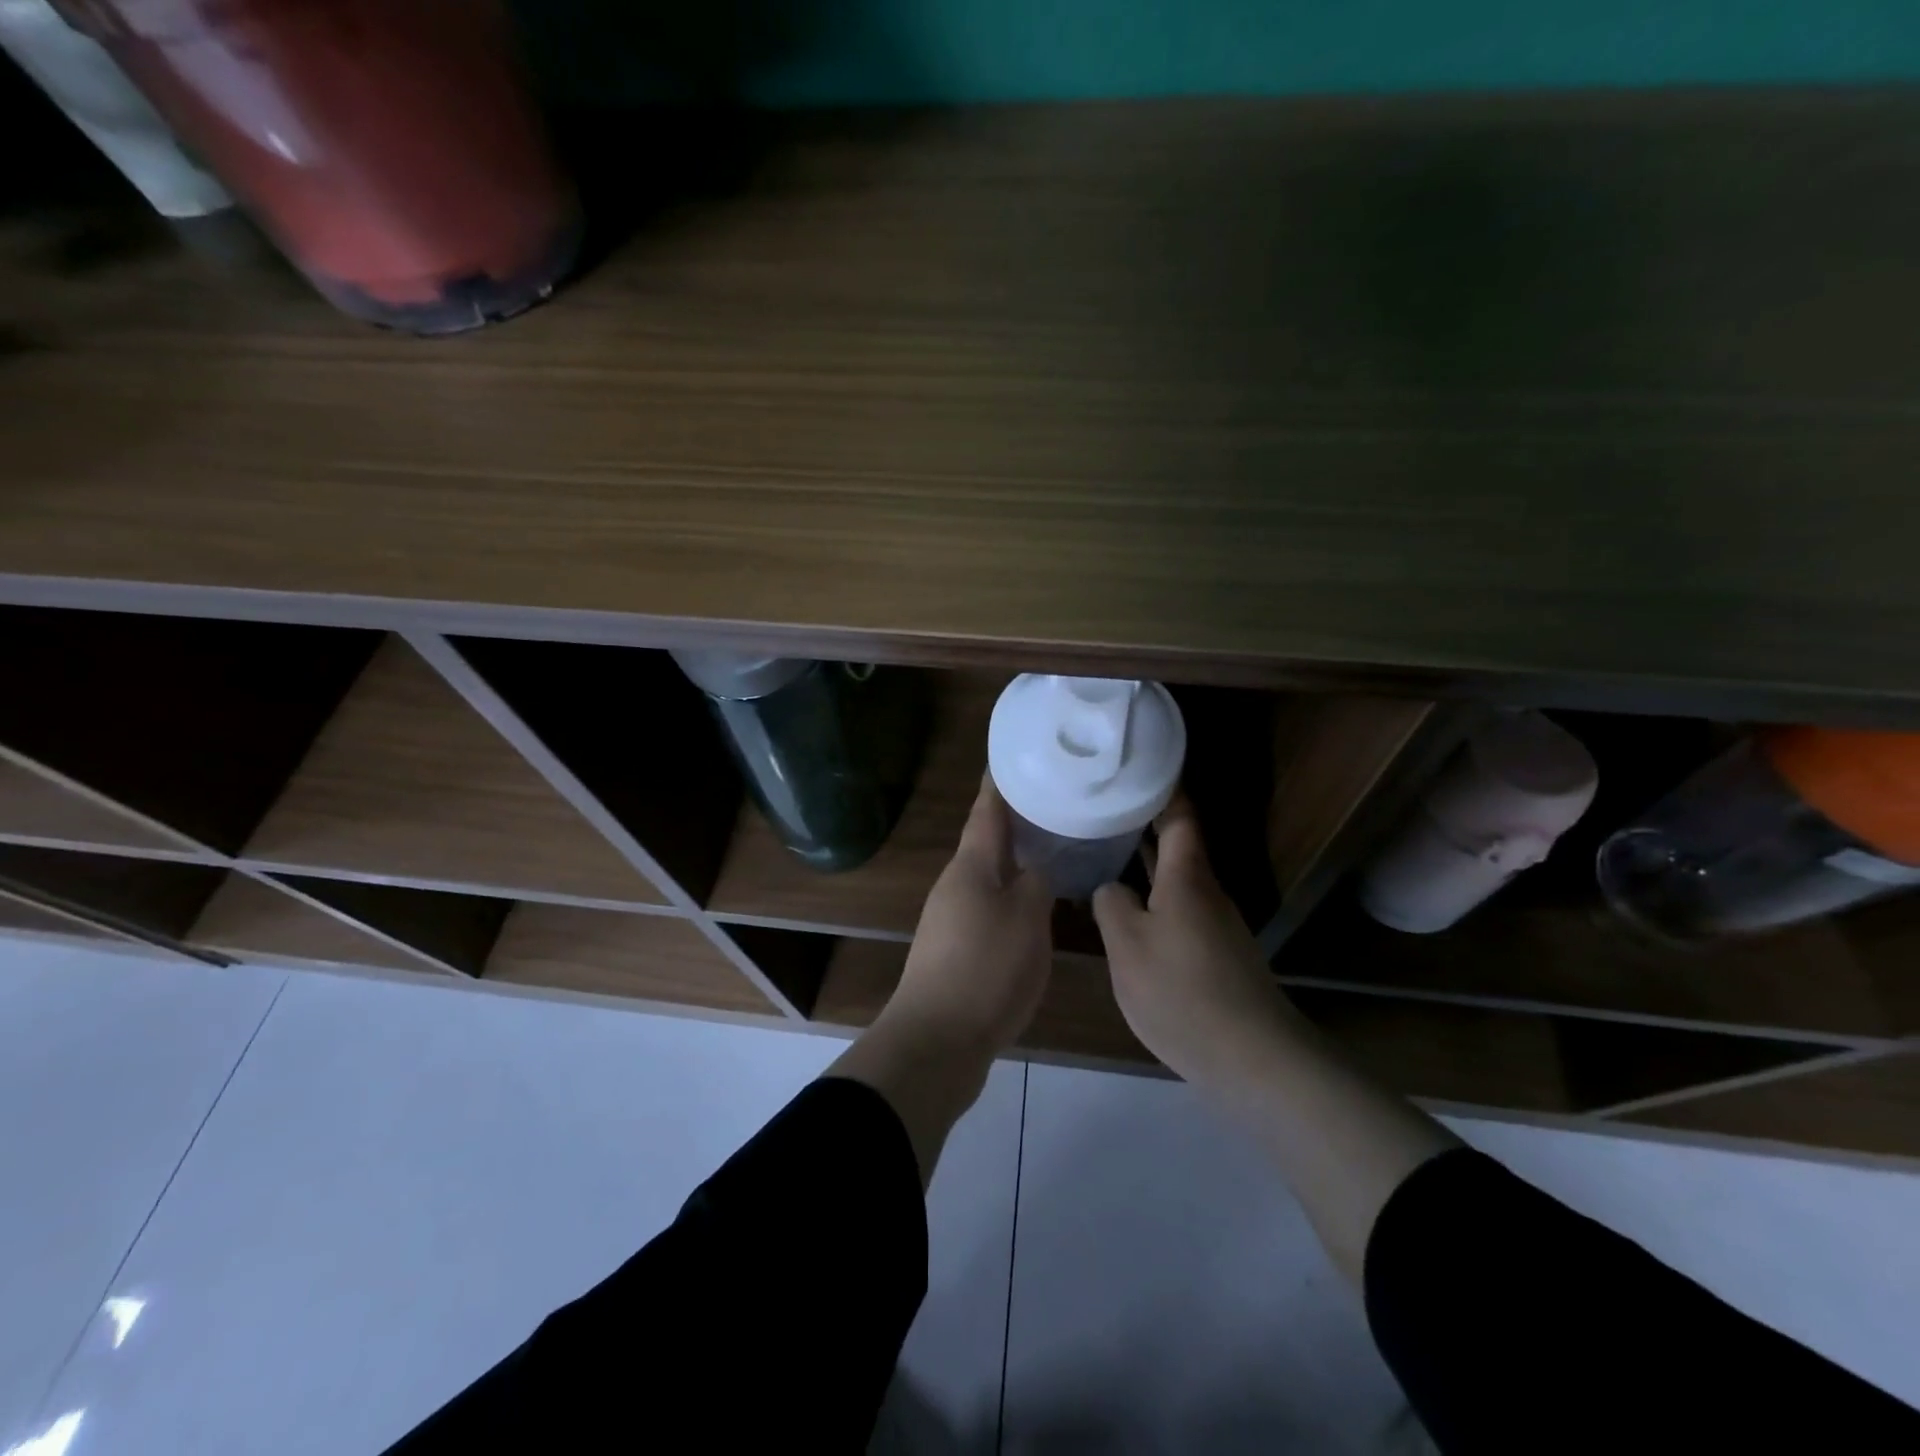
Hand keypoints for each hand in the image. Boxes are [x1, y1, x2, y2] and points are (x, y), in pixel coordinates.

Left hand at [881, 773, 1054, 1056]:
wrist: (937, 1040)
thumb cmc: (986, 968)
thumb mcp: (1027, 919)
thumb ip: (1036, 884)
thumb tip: (1035, 869)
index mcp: (971, 866)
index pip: (987, 811)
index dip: (1000, 783)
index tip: (1013, 756)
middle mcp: (956, 884)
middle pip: (987, 842)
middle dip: (1015, 821)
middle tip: (1051, 803)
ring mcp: (950, 918)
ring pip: (988, 876)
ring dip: (1015, 861)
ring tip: (1050, 850)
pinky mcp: (955, 949)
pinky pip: (988, 907)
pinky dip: (1011, 896)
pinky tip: (1034, 907)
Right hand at [1092, 793, 1301, 1088]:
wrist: (1253, 1058)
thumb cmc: (1182, 991)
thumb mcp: (1128, 947)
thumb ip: (1112, 905)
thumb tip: (1112, 888)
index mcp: (1186, 876)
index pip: (1178, 815)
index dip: (1161, 787)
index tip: (1136, 766)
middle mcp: (1206, 891)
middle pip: (1176, 844)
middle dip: (1142, 822)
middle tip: (1100, 807)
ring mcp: (1216, 924)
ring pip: (1176, 879)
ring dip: (1145, 862)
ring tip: (1104, 852)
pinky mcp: (1217, 954)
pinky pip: (1179, 909)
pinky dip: (1153, 897)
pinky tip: (1128, 913)